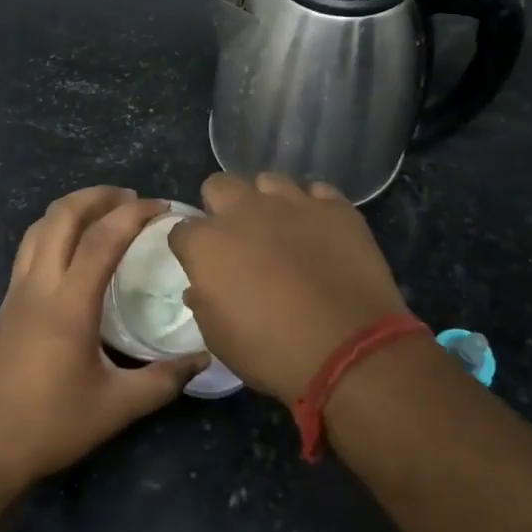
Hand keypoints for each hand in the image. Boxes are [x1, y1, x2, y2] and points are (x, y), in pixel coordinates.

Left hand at [0, 187, 207, 492]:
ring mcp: (16, 293)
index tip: (162, 206)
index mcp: (68, 304)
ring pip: (38, 228)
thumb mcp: (117, 407)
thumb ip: (164, 380)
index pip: (103, 238)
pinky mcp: (6, 306)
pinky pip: (29, 249)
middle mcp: (38, 286)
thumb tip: (204, 360)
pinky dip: (54, 230)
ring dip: (71, 209)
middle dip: (97, 196)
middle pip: (61, 216)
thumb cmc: (50, 425)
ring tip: (102, 212)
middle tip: (130, 198)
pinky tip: (72, 251)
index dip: (135, 214)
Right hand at [169, 173, 410, 403]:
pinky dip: (313, 208)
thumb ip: (204, 303)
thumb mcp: (220, 339)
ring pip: (269, 181)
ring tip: (282, 229)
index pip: (182, 230)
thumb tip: (200, 287)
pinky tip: (320, 231)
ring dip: (267, 201)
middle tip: (238, 238)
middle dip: (221, 206)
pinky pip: (317, 192)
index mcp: (207, 243)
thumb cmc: (272, 351)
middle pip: (219, 186)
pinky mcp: (335, 207)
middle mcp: (244, 210)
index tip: (202, 265)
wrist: (349, 347)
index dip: (190, 247)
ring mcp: (293, 203)